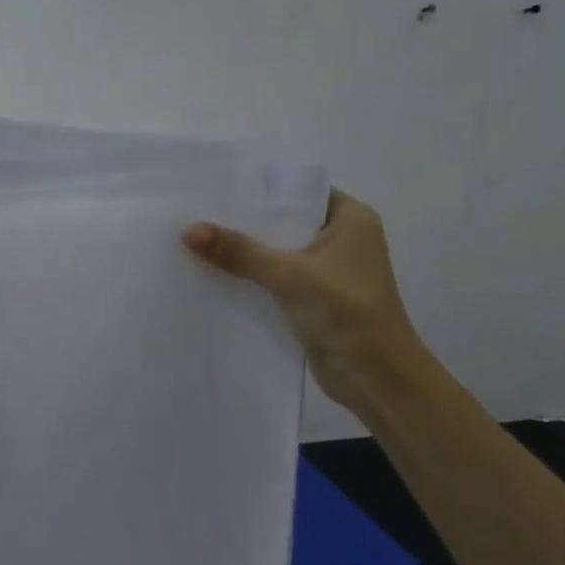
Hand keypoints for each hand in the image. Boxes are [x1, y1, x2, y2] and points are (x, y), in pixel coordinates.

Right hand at [183, 190, 421, 414]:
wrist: (376, 377)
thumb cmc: (346, 311)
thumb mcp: (289, 274)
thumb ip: (239, 251)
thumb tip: (188, 230)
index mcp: (351, 219)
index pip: (298, 192)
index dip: (259, 190)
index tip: (216, 187)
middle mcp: (342, 240)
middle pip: (283, 222)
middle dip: (243, 222)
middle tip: (196, 214)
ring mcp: (328, 272)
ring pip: (276, 252)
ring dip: (243, 252)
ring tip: (196, 242)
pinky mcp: (313, 299)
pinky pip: (274, 279)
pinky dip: (249, 277)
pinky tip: (213, 274)